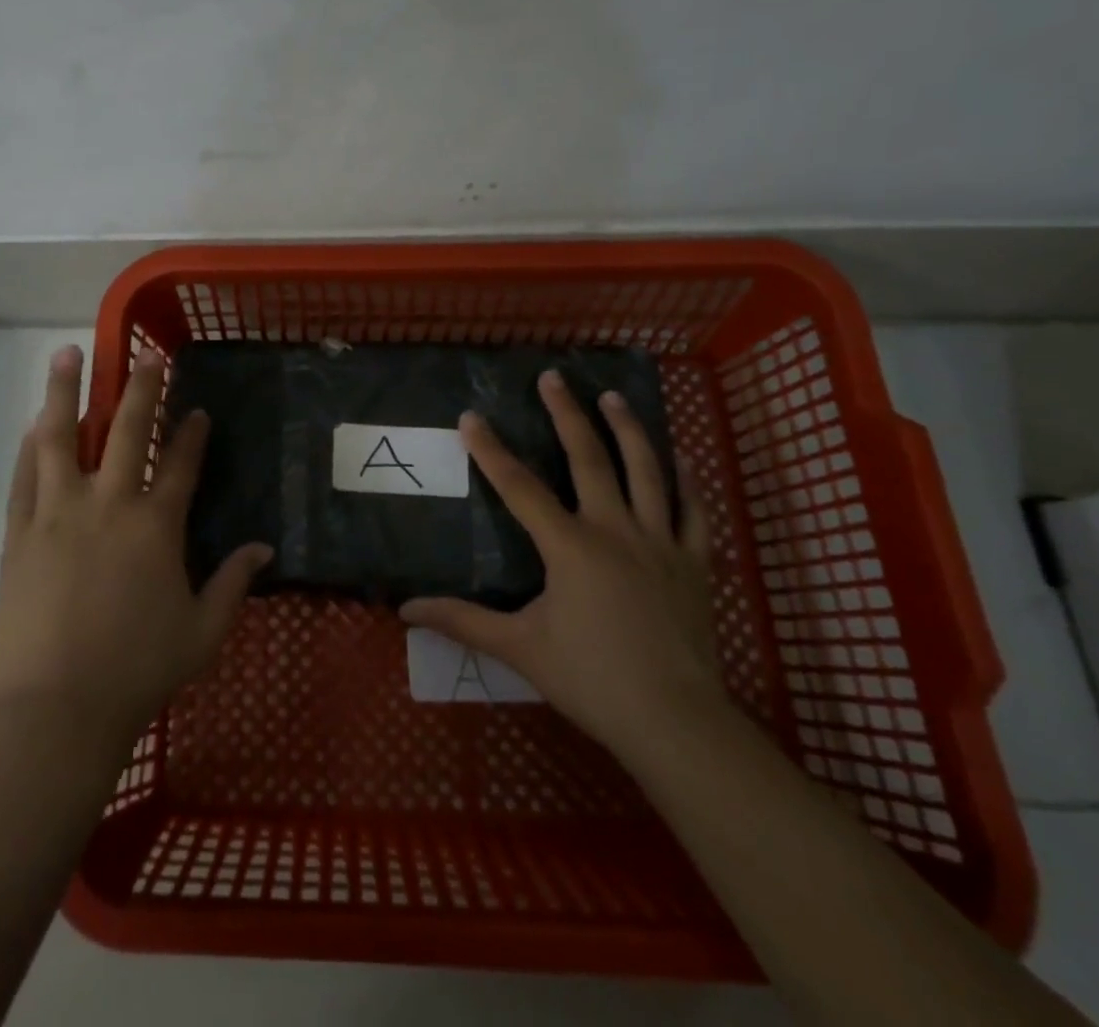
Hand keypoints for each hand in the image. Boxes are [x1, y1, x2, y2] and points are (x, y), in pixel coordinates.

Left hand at [0, 343, 270, 744]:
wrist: (57, 709)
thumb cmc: (138, 670)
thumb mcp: (203, 631)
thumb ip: (234, 583)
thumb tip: (264, 548)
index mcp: (156, 525)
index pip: (181, 463)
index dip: (192, 433)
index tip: (197, 410)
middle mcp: (109, 504)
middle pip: (125, 431)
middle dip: (139, 389)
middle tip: (144, 357)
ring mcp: (58, 513)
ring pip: (61, 438)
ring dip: (66, 393)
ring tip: (66, 355)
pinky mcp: (20, 533)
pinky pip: (24, 477)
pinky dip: (29, 446)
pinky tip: (33, 424)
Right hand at [400, 373, 725, 763]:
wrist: (675, 721)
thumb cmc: (591, 680)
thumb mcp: (519, 648)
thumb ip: (462, 621)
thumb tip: (405, 609)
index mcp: (570, 547)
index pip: (520, 487)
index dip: (491, 450)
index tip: (471, 417)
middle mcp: (615, 530)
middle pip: (589, 459)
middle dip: (566, 414)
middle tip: (553, 377)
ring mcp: (660, 542)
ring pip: (646, 470)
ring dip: (627, 429)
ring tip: (612, 396)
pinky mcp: (693, 562)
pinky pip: (691, 510)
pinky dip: (685, 479)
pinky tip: (676, 457)